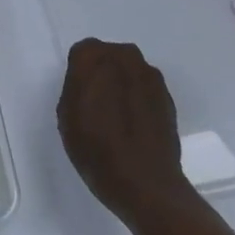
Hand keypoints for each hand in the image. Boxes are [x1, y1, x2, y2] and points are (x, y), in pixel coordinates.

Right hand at [56, 39, 194, 225]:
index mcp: (94, 58)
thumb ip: (74, 87)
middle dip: (103, 72)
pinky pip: (146, 88)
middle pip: (109, 56)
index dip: (79, 72)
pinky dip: (139, 99)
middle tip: (97, 102)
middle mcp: (125, 58)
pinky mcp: (168, 97)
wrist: (145, 183)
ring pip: (130, 71)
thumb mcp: (66, 116)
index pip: (82, 51)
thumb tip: (88, 80)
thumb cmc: (95, 148)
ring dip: (123, 84)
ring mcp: (151, 76)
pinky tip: (135, 125)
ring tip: (118, 116)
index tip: (79, 94)